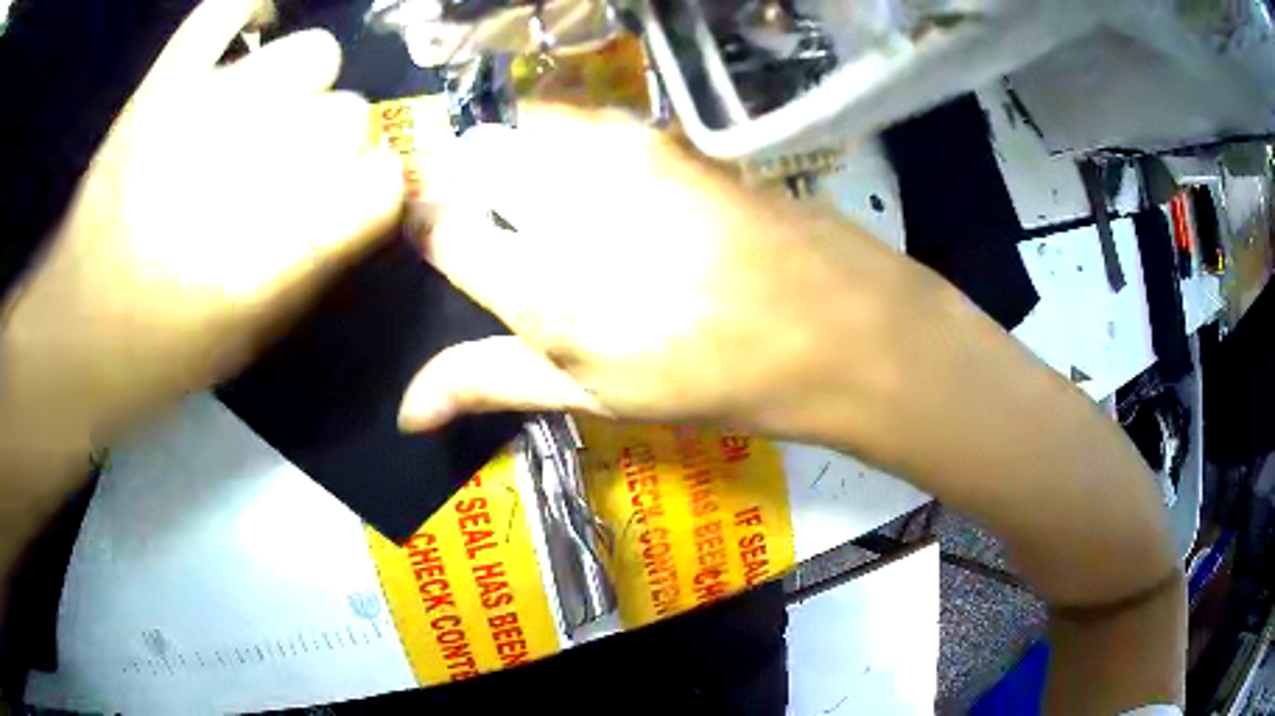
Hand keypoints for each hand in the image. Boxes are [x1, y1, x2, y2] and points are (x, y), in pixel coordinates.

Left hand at [1, 0, 402, 439]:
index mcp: (274, 248)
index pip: (384, 181)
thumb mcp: (255, 334)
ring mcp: (205, 106)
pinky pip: (230, 8)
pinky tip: (245, 45)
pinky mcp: (166, 80)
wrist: (76, 333)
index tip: (357, 204)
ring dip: (303, 87)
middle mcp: (250, 163)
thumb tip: (367, 198)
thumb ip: (320, 260)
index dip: (379, 192)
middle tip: (298, 168)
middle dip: (339, 144)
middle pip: (353, 113)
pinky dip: (248, 14)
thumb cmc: (165, 351)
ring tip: (267, 114)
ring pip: (313, 53)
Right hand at [398, 106, 925, 445]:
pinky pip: (583, 117)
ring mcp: (620, 156)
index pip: (439, 229)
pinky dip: (567, 135)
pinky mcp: (662, 134)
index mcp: (541, 290)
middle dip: (466, 177)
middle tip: (493, 216)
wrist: (830, 323)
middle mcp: (567, 205)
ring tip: (546, 195)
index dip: (424, 224)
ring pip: (524, 125)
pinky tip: (600, 176)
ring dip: (516, 149)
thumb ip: (493, 383)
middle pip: (473, 156)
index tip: (434, 231)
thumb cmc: (713, 377)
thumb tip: (406, 410)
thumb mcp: (597, 396)